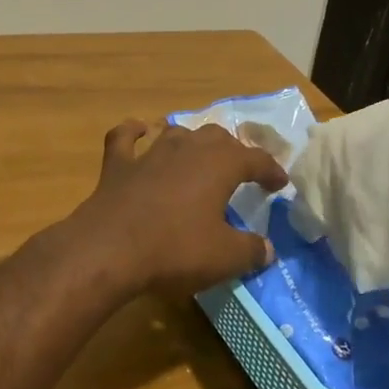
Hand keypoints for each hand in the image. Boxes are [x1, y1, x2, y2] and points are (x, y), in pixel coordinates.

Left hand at [74, 120, 286, 298]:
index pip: (255, 159)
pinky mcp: (117, 165)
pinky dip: (134, 132)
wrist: (109, 249)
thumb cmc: (175, 249)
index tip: (279, 184)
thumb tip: (267, 250)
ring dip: (192, 142)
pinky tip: (140, 131)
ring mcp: (149, 153)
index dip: (271, 170)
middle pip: (217, 137)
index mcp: (220, 165)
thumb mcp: (225, 257)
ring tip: (199, 156)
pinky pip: (126, 138)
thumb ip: (251, 251)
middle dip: (233, 151)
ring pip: (177, 133)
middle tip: (240, 171)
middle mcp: (187, 148)